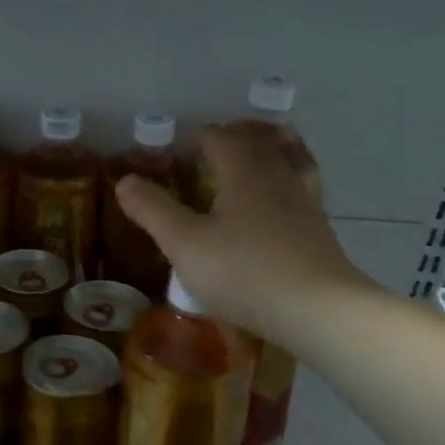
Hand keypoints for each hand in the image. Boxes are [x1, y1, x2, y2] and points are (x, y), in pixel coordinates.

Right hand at [115, 126, 371, 343]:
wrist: (317, 310)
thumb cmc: (243, 272)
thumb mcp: (184, 244)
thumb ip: (154, 210)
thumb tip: (125, 180)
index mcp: (243, 172)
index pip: (220, 138)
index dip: (198, 136)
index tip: (179, 145)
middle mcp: (277, 176)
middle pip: (259, 141)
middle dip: (236, 135)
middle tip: (217, 139)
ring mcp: (304, 202)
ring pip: (289, 159)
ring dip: (272, 147)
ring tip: (263, 146)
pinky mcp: (319, 229)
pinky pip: (303, 186)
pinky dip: (291, 176)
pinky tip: (286, 195)